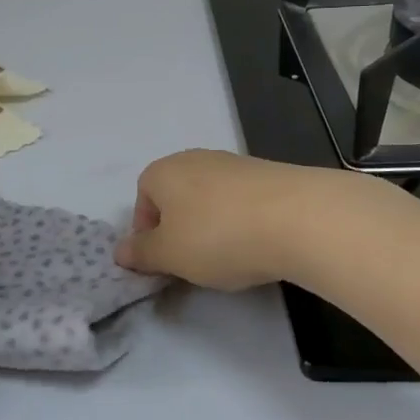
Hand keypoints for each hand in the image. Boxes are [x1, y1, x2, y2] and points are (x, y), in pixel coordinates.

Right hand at [114, 150, 366, 290]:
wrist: (299, 218)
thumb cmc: (218, 236)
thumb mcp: (169, 255)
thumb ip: (141, 254)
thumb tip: (120, 251)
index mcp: (162, 171)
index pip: (142, 198)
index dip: (147, 232)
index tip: (162, 261)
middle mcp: (194, 158)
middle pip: (176, 197)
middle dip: (180, 229)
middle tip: (193, 261)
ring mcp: (234, 163)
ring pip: (210, 199)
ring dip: (212, 226)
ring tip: (230, 256)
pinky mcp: (269, 173)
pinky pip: (242, 201)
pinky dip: (243, 222)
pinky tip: (258, 244)